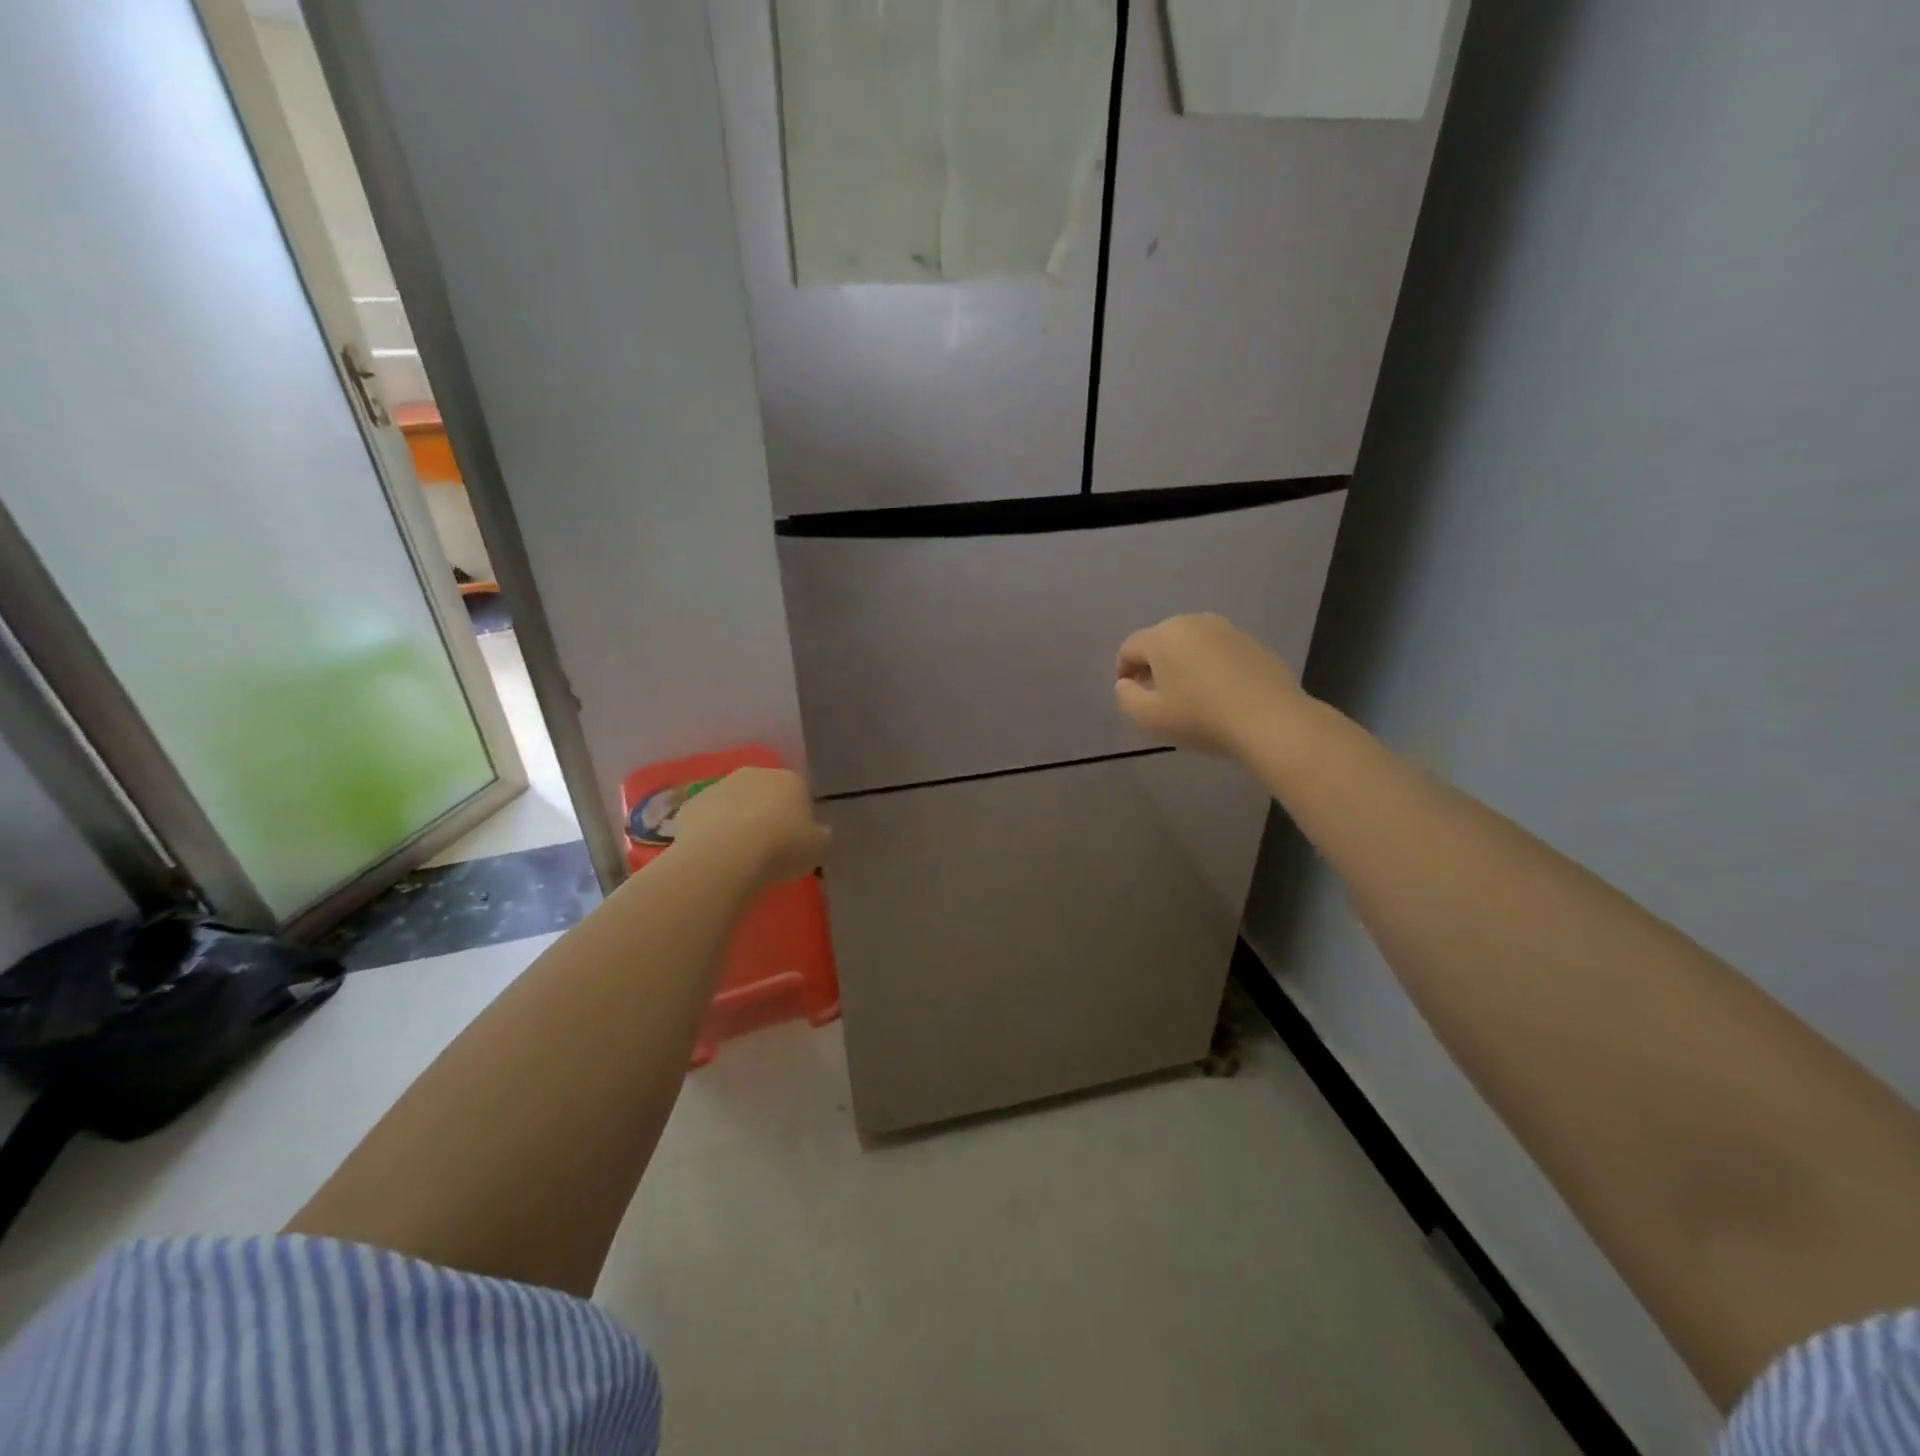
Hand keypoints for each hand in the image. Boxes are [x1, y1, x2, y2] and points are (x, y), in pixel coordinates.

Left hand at [670, 767, 829, 886]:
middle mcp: (754, 774)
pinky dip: (710, 832)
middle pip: (764, 794)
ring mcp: (719, 787)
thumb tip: (817, 833)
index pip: (799, 793)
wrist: (724, 856)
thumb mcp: (819, 848)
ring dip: (736, 821)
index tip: (796, 842)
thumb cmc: (781, 848)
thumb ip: (820, 836)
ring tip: (738, 855)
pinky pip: (706, 819)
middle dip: (766, 814)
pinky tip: (714, 856)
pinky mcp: (690, 805)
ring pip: (733, 804)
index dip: (799, 817)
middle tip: (767, 847)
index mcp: (790, 780)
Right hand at [1114, 613, 1303, 757]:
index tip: (1131, 694)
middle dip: (1154, 665)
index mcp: (1162, 636)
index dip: (1123, 671)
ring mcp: (1225, 629)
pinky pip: (1217, 650)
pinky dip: (1209, 666)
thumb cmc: (1200, 717)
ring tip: (1189, 694)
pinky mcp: (1251, 641)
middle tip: (1158, 696)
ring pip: (1190, 643)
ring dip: (1182, 663)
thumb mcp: (1149, 717)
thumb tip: (1127, 683)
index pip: (1130, 648)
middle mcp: (1192, 622)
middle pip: (1160, 641)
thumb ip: (1126, 696)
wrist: (1270, 719)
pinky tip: (1218, 692)